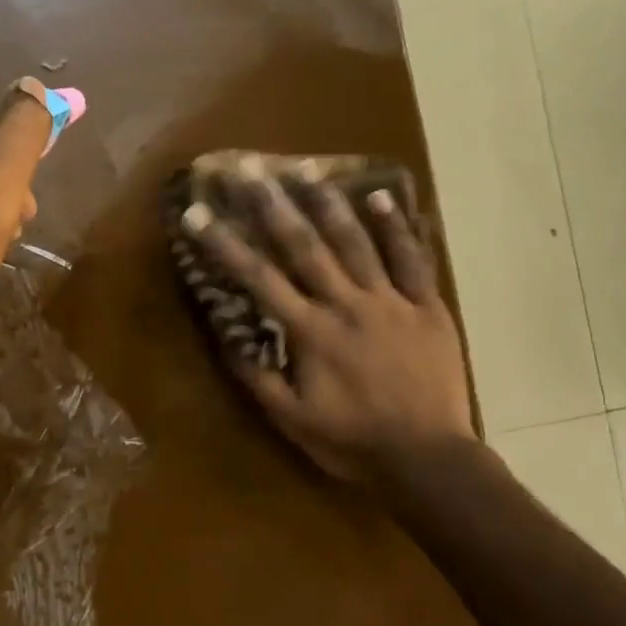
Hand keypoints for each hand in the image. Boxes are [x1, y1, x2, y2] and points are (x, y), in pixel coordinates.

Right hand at [182, 177, 473, 480]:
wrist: (428, 458)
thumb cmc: (353, 442)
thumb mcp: (292, 420)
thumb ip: (257, 376)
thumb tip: (225, 336)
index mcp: (310, 332)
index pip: (258, 279)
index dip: (224, 245)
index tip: (197, 215)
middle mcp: (346, 304)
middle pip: (304, 247)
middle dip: (272, 206)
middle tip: (249, 170)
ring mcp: (390, 301)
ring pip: (356, 242)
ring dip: (327, 203)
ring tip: (305, 167)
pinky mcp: (427, 307)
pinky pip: (412, 260)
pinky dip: (397, 227)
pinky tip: (380, 196)